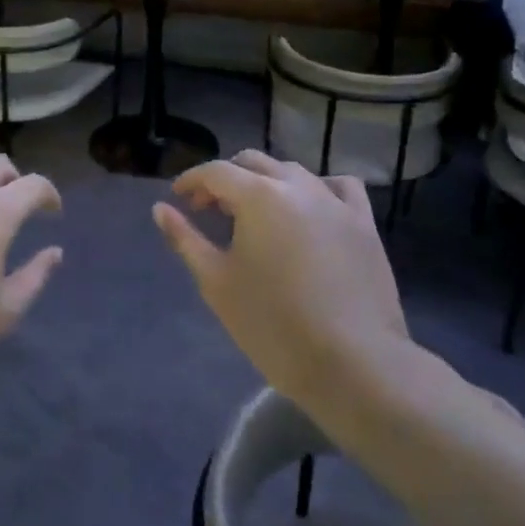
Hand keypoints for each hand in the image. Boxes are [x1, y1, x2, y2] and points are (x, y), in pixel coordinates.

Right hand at [152, 151, 408, 401]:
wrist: (352, 362)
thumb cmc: (272, 324)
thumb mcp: (216, 282)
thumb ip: (185, 239)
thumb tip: (160, 209)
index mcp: (258, 196)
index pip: (215, 172)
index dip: (191, 181)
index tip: (178, 199)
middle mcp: (297, 185)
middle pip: (253, 162)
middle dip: (225, 178)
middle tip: (209, 209)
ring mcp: (336, 201)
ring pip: (293, 171)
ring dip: (266, 181)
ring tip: (255, 213)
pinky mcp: (364, 223)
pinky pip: (339, 187)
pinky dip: (316, 188)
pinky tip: (309, 209)